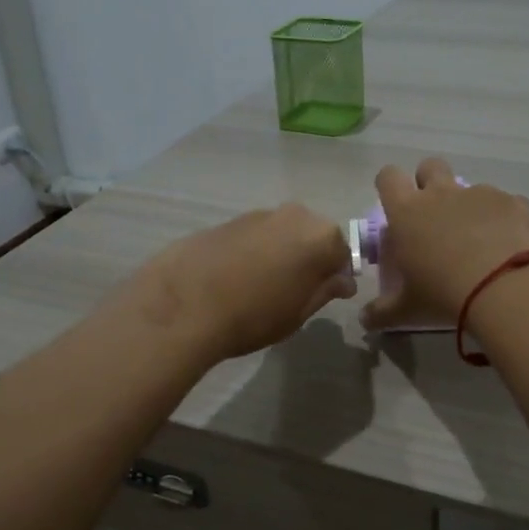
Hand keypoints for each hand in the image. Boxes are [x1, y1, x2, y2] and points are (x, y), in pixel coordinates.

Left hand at [128, 203, 356, 362]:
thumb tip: (342, 280)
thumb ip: (325, 291)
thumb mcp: (298, 313)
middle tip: (294, 292)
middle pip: (313, 237)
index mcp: (321, 237)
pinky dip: (255, 251)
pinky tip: (238, 277)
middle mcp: (295, 215)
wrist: (185, 304)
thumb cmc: (253, 315)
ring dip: (281, 253)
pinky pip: (255, 235)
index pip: (343, 254)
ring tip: (262, 286)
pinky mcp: (228, 220)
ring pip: (283, 234)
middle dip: (309, 260)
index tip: (324, 297)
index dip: (336, 277)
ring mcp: (259, 214)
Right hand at [360, 158, 528, 330]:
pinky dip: (503, 219)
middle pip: (430, 166)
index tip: (395, 205)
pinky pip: (505, 203)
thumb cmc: (444, 294)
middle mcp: (441, 194)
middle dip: (429, 183)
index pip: (388, 176)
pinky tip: (508, 245)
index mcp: (407, 212)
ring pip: (470, 187)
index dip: (389, 185)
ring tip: (478, 241)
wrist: (507, 288)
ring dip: (469, 205)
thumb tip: (364, 320)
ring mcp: (480, 194)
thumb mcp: (407, 309)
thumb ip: (382, 312)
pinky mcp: (513, 203)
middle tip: (434, 216)